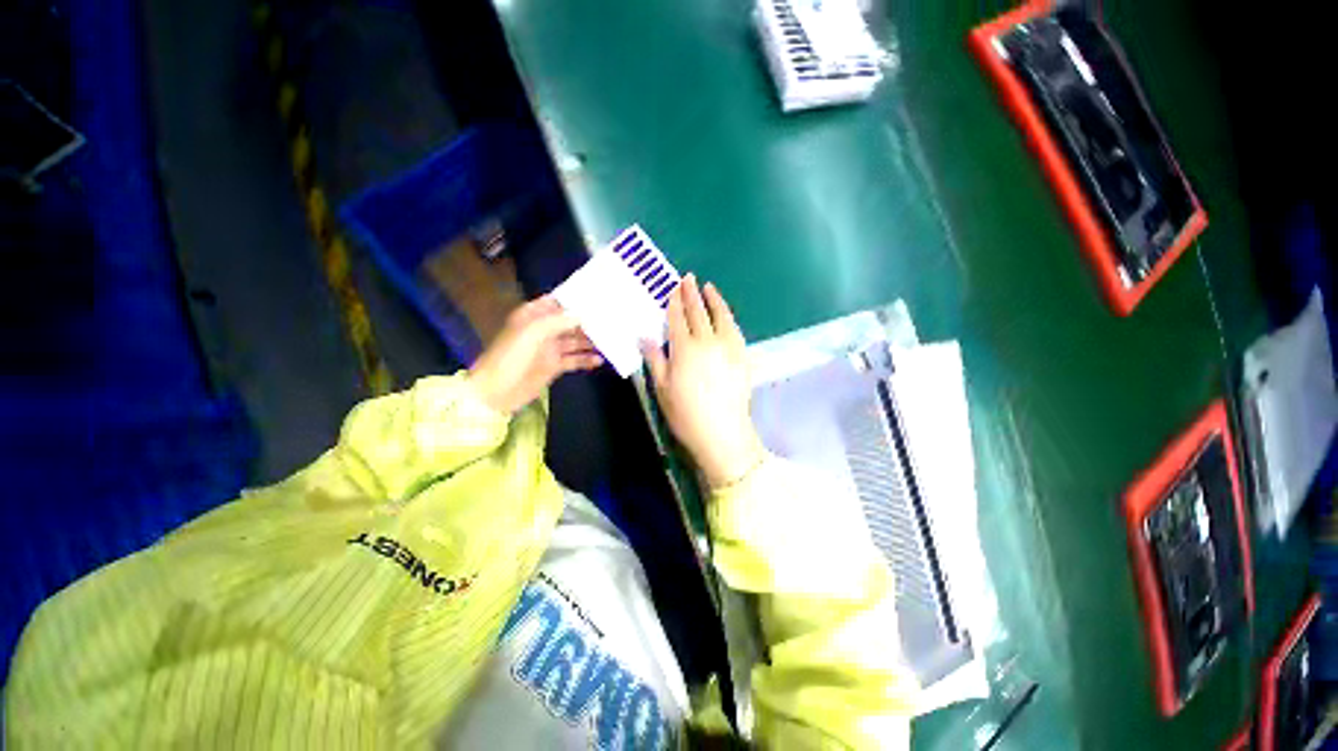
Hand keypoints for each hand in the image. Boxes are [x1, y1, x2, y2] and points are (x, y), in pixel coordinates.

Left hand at [467, 296, 601, 414]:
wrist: (496, 391)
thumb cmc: (510, 357)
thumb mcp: (532, 333)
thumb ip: (558, 321)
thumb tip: (582, 314)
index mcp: (533, 316)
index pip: (557, 301)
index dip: (575, 299)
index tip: (597, 297)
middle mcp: (543, 329)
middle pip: (569, 321)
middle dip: (588, 320)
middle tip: (611, 319)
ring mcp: (550, 348)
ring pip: (575, 340)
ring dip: (591, 340)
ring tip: (611, 339)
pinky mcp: (555, 366)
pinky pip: (574, 359)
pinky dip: (586, 359)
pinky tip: (600, 360)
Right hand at [642, 276, 763, 488]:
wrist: (723, 433)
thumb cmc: (686, 414)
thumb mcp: (663, 388)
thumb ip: (655, 359)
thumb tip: (644, 337)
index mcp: (684, 349)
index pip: (677, 318)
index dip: (674, 302)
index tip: (673, 288)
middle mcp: (707, 341)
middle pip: (698, 312)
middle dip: (692, 294)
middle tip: (688, 278)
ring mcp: (728, 347)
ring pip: (720, 316)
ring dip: (714, 299)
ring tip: (709, 287)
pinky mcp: (742, 356)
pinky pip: (735, 329)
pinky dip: (728, 317)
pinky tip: (725, 314)